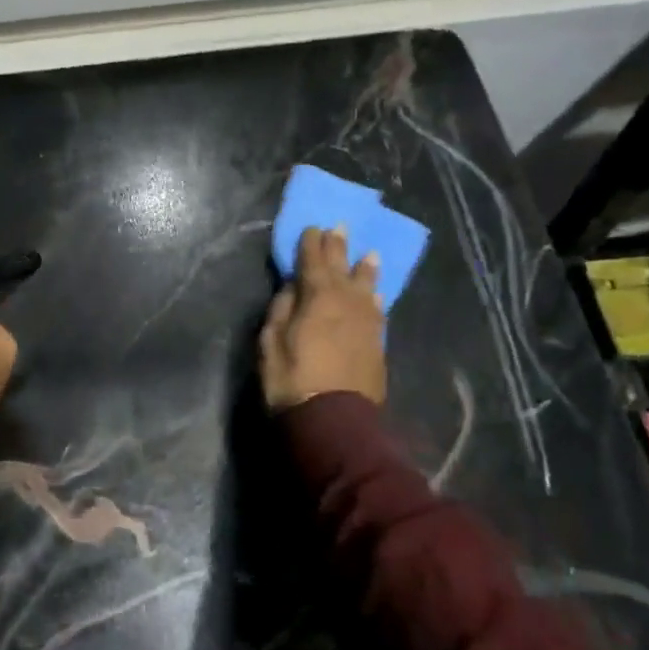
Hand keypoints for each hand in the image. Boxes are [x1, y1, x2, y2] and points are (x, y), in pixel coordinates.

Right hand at [259, 226, 385, 412]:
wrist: (334, 422)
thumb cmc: (292, 380)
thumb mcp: (271, 342)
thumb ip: (282, 309)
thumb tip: (292, 287)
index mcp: (318, 298)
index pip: (313, 261)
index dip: (311, 243)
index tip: (311, 227)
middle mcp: (346, 303)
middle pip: (342, 268)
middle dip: (338, 247)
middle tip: (340, 227)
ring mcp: (366, 323)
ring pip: (366, 287)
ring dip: (364, 269)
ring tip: (369, 254)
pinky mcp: (376, 343)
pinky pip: (377, 310)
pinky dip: (375, 298)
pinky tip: (376, 294)